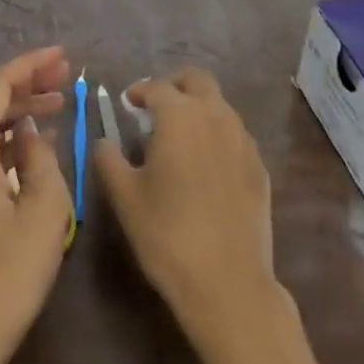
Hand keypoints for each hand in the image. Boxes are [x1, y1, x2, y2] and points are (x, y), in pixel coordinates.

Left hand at [0, 46, 74, 363]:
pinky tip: (33, 141)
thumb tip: (31, 135)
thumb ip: (42, 158)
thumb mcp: (44, 211)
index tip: (64, 57)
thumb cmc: (6, 276)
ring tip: (58, 102)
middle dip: (26, 81)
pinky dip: (4, 135)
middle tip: (66, 76)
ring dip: (16, 108)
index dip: (31, 64)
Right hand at [93, 69, 279, 335]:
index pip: (156, 87)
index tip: (127, 104)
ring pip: (219, 106)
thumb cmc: (168, 234)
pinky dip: (217, 136)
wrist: (228, 282)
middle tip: (156, 108)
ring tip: (180, 139)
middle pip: (196, 80)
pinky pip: (235, 135)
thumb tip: (104, 141)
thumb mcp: (125, 197)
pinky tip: (206, 168)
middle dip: (175, 86)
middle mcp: (215, 115)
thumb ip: (109, 160)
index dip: (139, 92)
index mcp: (180, 115)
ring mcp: (243, 140)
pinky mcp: (259, 166)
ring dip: (198, 109)